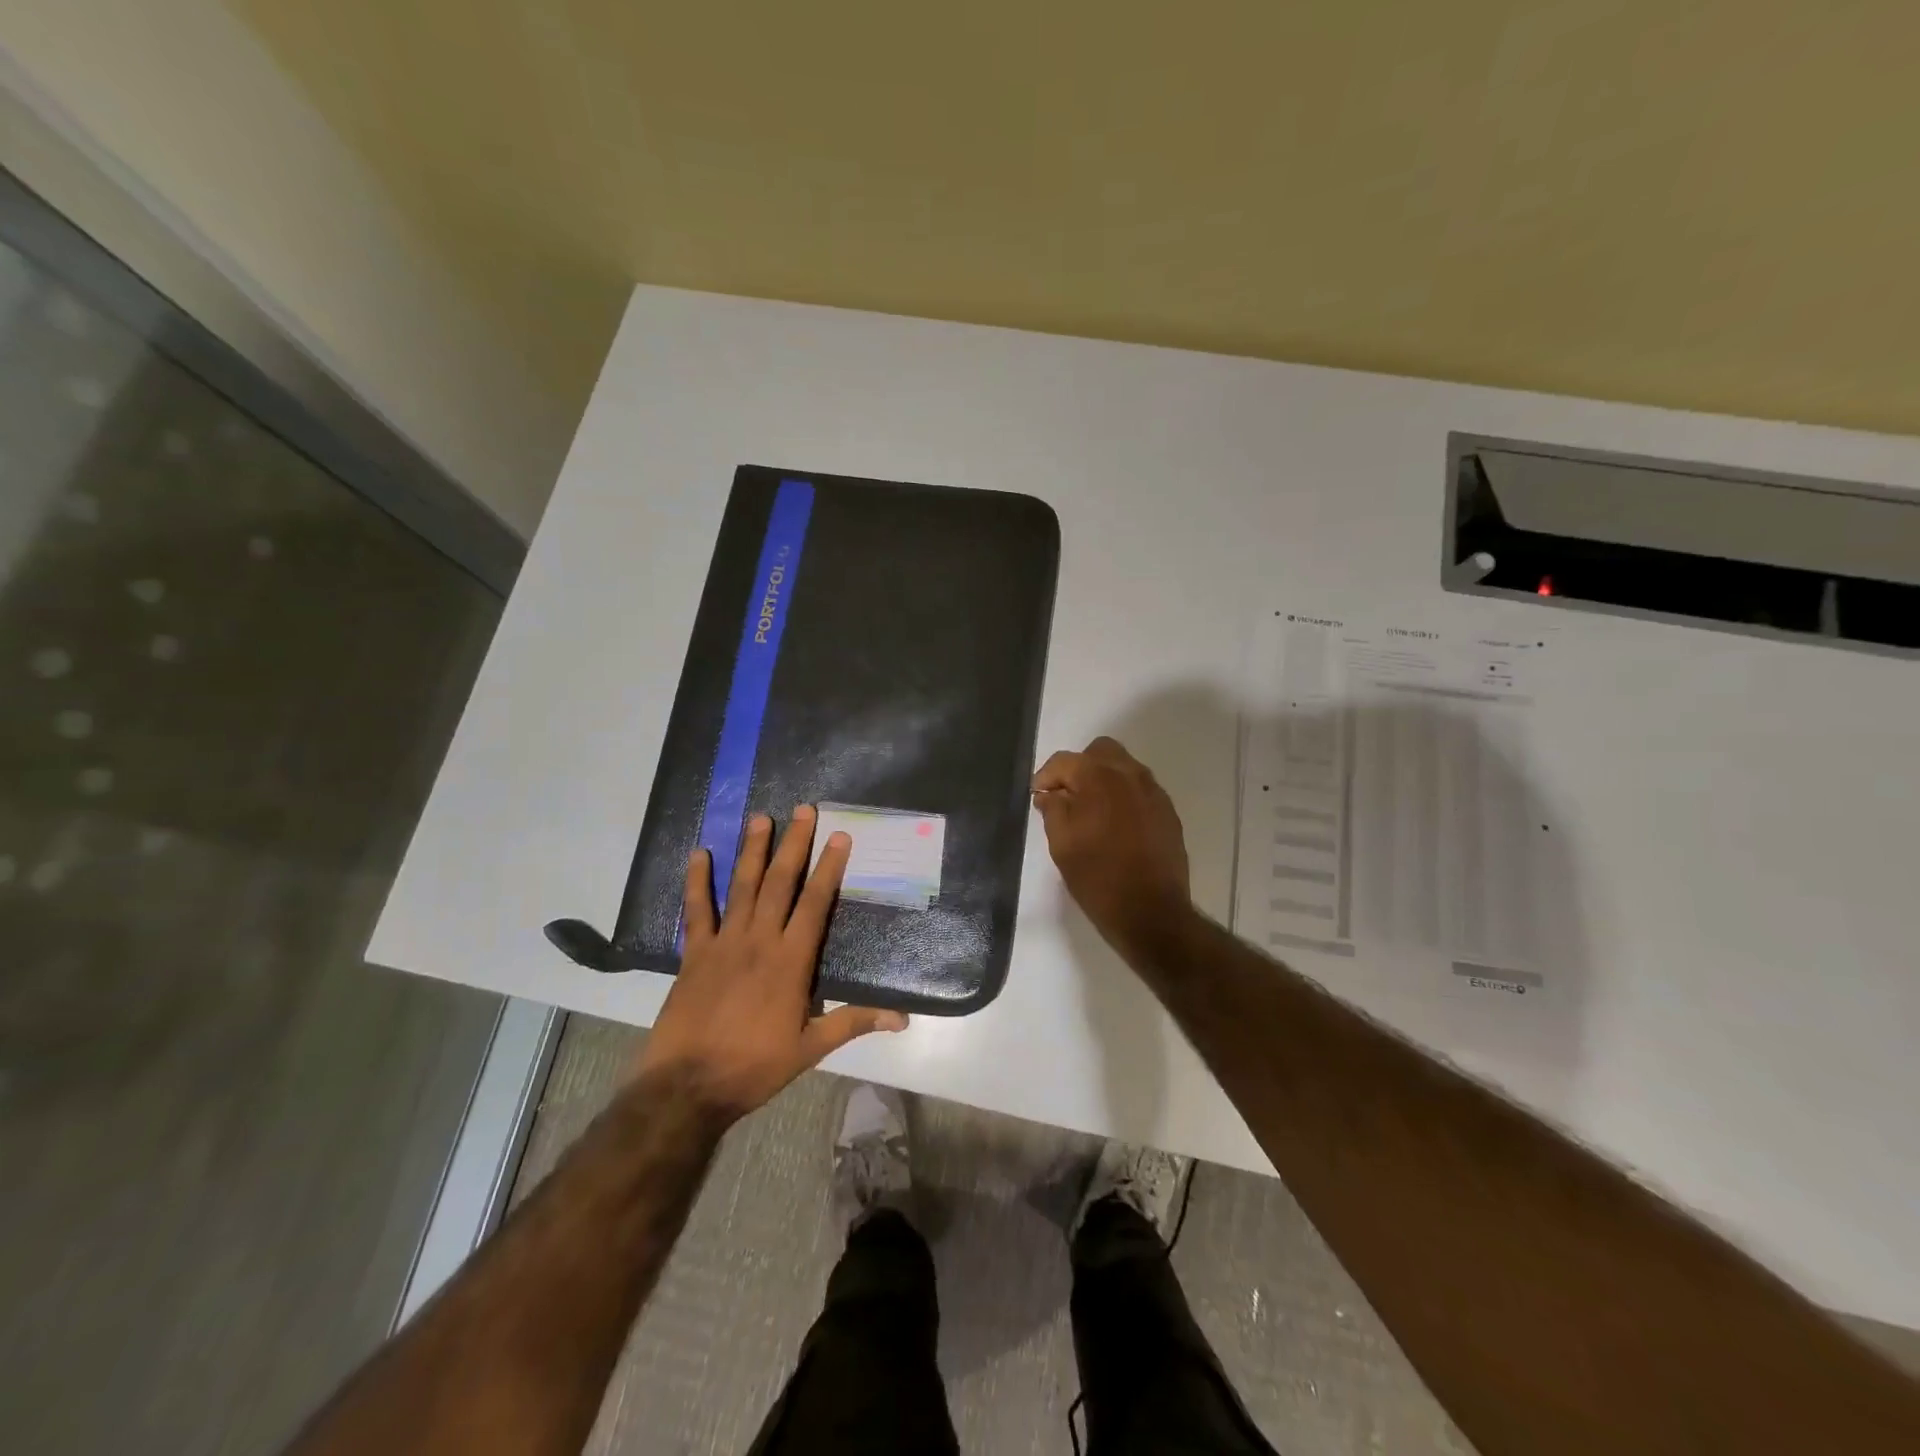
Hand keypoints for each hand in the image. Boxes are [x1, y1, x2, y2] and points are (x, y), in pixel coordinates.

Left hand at [637, 806, 907, 1123]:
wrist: (687, 1087)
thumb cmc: (754, 1067)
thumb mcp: (811, 1049)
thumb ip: (853, 1022)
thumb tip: (902, 1017)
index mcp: (791, 961)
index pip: (815, 903)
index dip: (829, 867)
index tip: (839, 836)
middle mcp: (760, 941)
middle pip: (780, 883)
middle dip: (794, 844)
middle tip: (804, 810)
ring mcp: (724, 943)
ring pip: (742, 886)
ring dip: (753, 850)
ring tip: (761, 818)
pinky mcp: (694, 954)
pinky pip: (697, 910)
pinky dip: (697, 881)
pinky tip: (699, 853)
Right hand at [1032, 737, 1192, 955]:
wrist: (1151, 912)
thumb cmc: (1098, 878)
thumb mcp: (1062, 844)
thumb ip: (1052, 809)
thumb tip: (1049, 793)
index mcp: (1099, 777)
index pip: (1064, 761)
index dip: (1046, 776)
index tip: (1038, 796)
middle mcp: (1129, 774)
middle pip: (1099, 751)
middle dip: (1079, 767)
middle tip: (1067, 797)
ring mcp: (1153, 792)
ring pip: (1124, 767)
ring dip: (1104, 779)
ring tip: (1091, 812)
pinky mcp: (1168, 811)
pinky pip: (1141, 789)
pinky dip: (1124, 796)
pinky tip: (1116, 825)